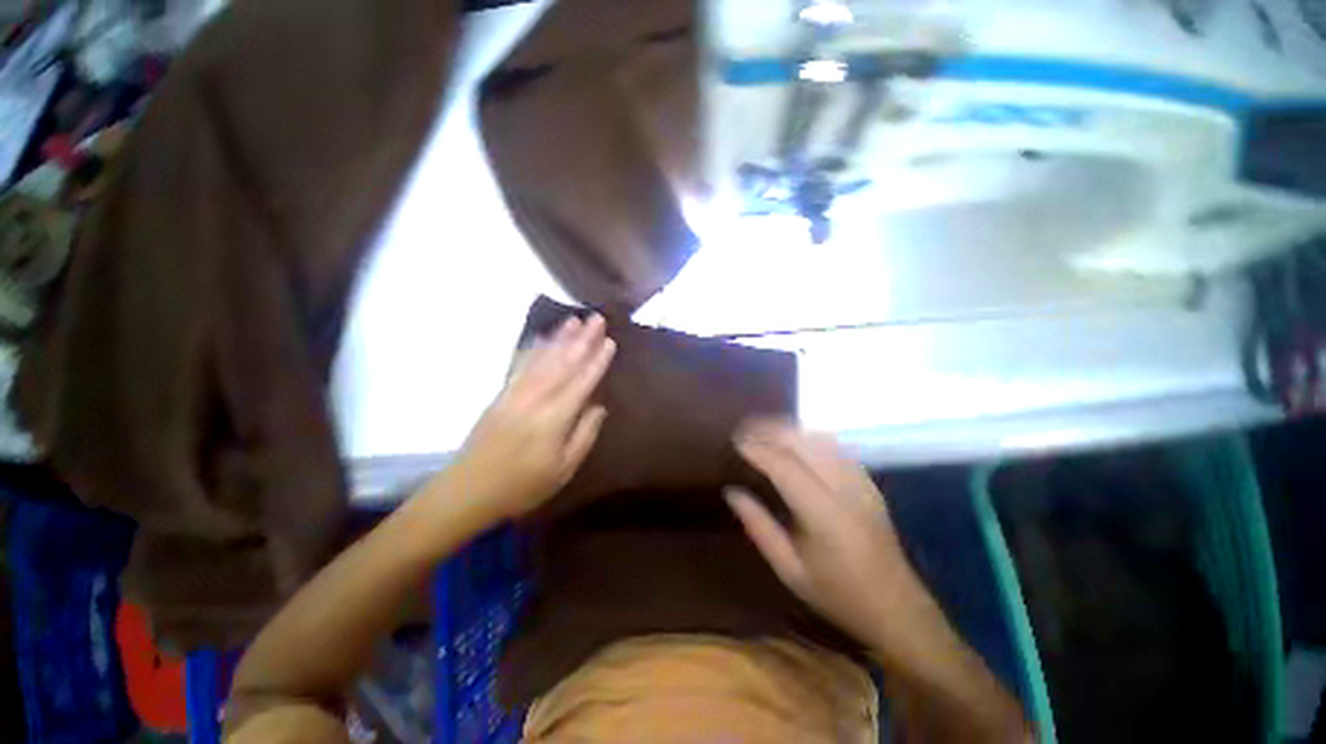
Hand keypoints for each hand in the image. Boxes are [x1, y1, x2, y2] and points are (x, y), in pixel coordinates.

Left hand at [448, 314, 614, 521]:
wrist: (468, 490)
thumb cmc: (523, 485)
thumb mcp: (564, 469)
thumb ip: (584, 434)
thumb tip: (599, 406)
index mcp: (555, 418)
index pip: (582, 382)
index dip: (597, 361)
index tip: (610, 341)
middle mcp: (536, 398)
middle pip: (563, 363)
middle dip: (583, 339)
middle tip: (596, 318)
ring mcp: (515, 393)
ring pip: (543, 359)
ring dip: (560, 338)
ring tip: (575, 320)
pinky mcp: (501, 394)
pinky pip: (520, 365)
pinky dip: (533, 348)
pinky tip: (542, 338)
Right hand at [726, 421, 931, 647]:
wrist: (897, 609)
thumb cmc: (837, 595)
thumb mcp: (789, 570)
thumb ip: (758, 526)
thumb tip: (731, 492)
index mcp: (825, 516)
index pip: (785, 467)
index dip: (758, 449)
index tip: (735, 441)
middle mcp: (845, 490)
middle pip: (804, 443)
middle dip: (771, 430)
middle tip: (744, 430)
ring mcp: (861, 483)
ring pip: (820, 439)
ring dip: (789, 429)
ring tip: (763, 429)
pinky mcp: (868, 482)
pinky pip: (835, 446)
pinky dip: (809, 436)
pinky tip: (794, 439)